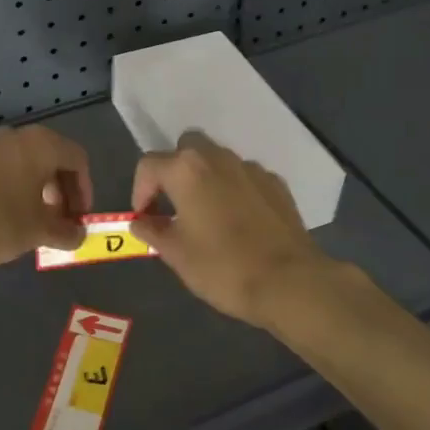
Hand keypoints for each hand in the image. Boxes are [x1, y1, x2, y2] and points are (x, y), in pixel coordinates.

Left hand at [0, 124, 93, 269]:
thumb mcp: (38, 232)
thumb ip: (65, 232)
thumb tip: (79, 235)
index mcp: (40, 145)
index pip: (77, 160)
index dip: (85, 190)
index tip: (80, 218)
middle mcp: (15, 137)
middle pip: (50, 159)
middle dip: (60, 191)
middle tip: (59, 221)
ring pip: (22, 165)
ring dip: (34, 192)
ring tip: (31, 223)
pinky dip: (9, 190)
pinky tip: (1, 219)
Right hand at [131, 131, 333, 325]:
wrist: (289, 282)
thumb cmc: (223, 268)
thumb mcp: (176, 254)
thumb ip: (152, 230)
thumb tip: (140, 221)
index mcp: (186, 171)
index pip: (149, 164)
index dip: (140, 190)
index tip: (144, 217)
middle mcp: (218, 158)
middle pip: (186, 147)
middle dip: (174, 170)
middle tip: (173, 203)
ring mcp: (251, 168)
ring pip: (218, 159)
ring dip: (205, 178)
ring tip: (206, 214)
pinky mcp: (276, 184)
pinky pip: (244, 177)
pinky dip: (234, 189)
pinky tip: (238, 220)